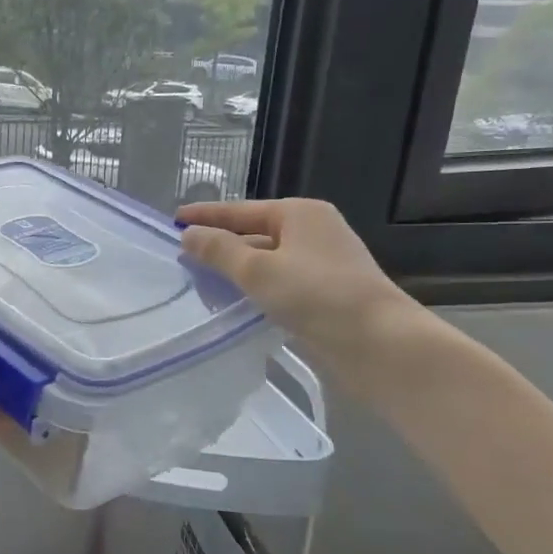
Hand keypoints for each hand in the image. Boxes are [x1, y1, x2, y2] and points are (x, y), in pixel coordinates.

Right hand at [176, 198, 422, 383]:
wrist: (379, 343)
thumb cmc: (316, 295)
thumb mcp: (257, 270)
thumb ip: (218, 250)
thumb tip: (188, 235)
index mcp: (300, 213)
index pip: (240, 209)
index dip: (205, 215)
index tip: (173, 219)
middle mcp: (314, 231)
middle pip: (254, 232)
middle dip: (220, 243)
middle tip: (183, 254)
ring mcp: (323, 262)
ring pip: (267, 258)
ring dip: (236, 268)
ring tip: (201, 279)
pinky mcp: (327, 292)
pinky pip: (279, 280)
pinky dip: (255, 287)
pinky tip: (236, 301)